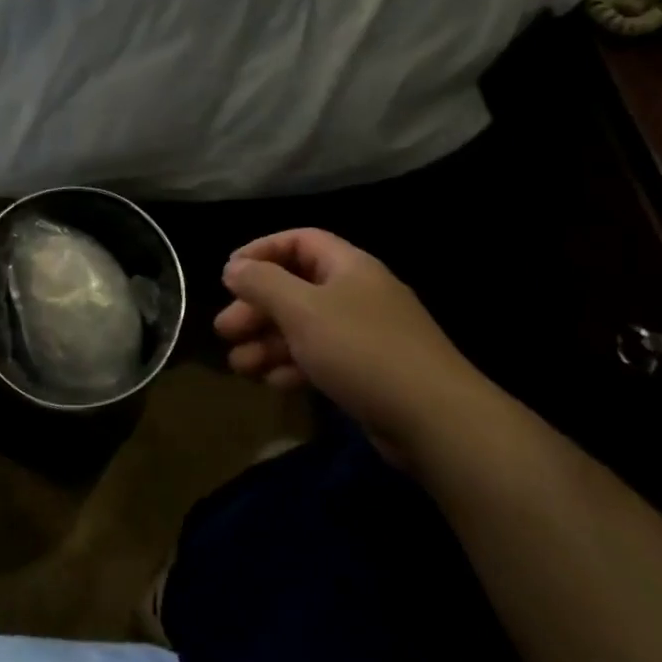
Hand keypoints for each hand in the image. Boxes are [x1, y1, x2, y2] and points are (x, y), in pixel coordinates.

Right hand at [213, 228, 492, 465]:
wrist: (437, 421)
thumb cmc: (362, 350)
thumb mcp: (301, 309)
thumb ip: (261, 283)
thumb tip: (233, 268)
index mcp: (348, 267)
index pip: (299, 241)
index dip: (261, 251)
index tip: (229, 274)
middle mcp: (357, 294)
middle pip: (294, 288)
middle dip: (255, 308)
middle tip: (224, 330)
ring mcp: (364, 335)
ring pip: (303, 327)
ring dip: (267, 342)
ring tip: (239, 365)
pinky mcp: (367, 372)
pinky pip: (320, 358)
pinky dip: (292, 365)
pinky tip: (272, 382)